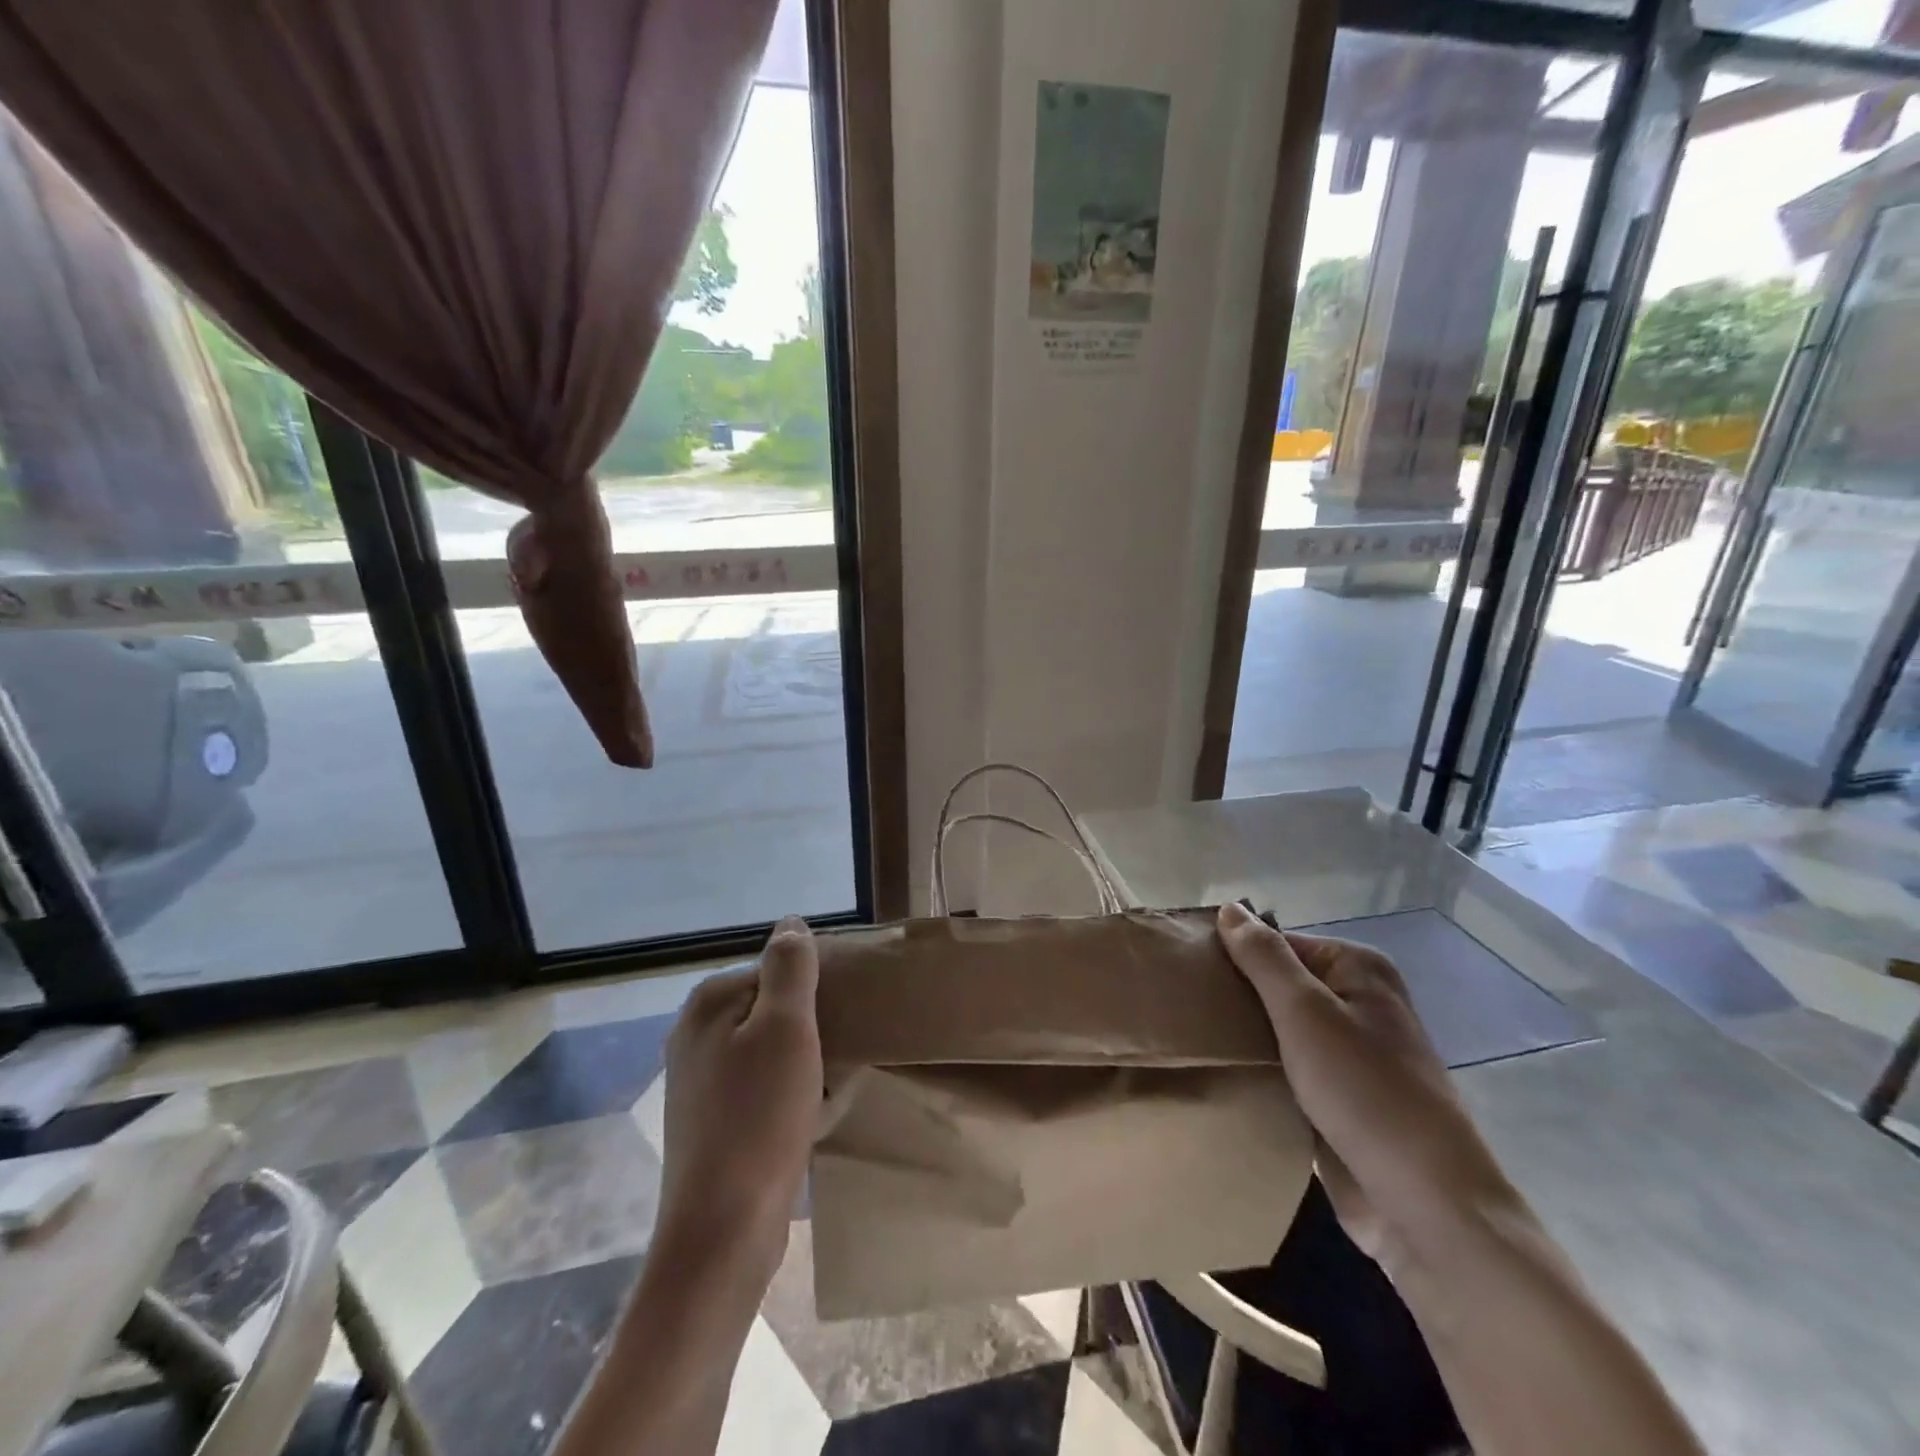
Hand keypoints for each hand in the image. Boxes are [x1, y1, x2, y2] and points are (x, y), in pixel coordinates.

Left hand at [657, 916, 822, 1280]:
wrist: (722, 1234)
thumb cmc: (759, 1120)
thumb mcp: (786, 1030)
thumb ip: (790, 969)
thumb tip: (791, 923)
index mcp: (709, 1004)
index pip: (776, 970)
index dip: (814, 991)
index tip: (840, 1019)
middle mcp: (696, 1035)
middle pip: (772, 1009)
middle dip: (810, 1028)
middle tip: (841, 1055)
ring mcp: (700, 1082)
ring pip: (771, 1051)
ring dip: (805, 1064)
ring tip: (831, 1086)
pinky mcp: (712, 1122)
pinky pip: (763, 1088)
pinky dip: (790, 1095)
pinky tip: (811, 1117)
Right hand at [1216, 901, 1521, 1263]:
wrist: (1423, 1205)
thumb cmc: (1364, 1091)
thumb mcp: (1305, 1011)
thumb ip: (1264, 958)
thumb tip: (1229, 908)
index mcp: (1358, 971)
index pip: (1277, 945)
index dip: (1233, 956)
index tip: (1187, 974)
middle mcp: (1358, 1004)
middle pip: (1278, 986)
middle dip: (1235, 998)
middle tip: (1181, 1005)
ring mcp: (1350, 1055)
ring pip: (1278, 1030)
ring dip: (1243, 1037)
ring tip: (1188, 1036)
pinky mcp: (1339, 1099)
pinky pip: (1287, 1070)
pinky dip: (1259, 1071)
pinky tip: (1220, 1073)